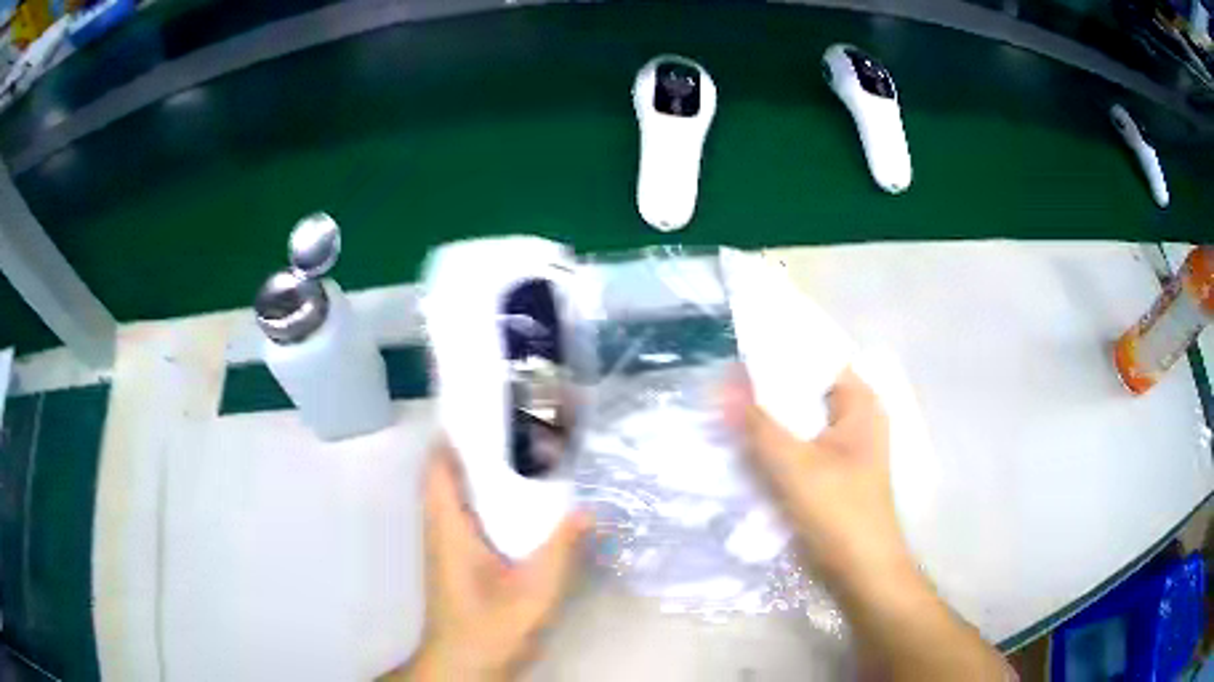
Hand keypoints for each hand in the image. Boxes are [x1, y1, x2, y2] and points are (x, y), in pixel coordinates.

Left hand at [398, 441, 589, 681]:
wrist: (465, 667)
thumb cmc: (490, 630)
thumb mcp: (533, 594)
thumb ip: (560, 552)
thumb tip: (587, 509)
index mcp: (449, 529)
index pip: (438, 467)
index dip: (453, 433)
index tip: (486, 408)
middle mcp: (441, 529)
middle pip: (447, 473)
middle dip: (475, 445)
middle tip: (519, 425)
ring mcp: (447, 545)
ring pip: (457, 494)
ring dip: (482, 471)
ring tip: (525, 452)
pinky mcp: (458, 560)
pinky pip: (469, 515)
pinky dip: (488, 498)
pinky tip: (522, 503)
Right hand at [731, 368, 913, 592]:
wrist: (861, 572)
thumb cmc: (840, 513)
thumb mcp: (795, 466)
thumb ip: (759, 424)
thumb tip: (723, 381)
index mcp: (860, 404)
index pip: (815, 360)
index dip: (777, 354)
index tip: (734, 353)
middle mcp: (854, 418)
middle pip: (804, 392)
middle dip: (765, 391)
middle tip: (718, 385)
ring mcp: (842, 447)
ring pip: (798, 422)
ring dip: (766, 421)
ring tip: (721, 411)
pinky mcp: (829, 473)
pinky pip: (797, 447)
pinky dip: (773, 446)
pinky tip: (741, 448)